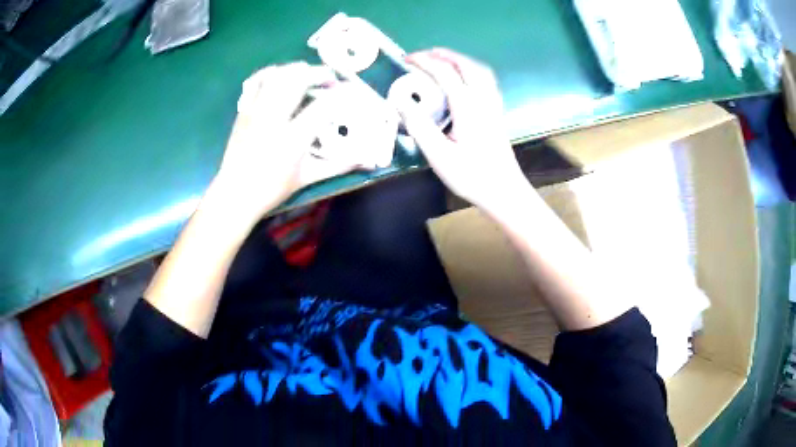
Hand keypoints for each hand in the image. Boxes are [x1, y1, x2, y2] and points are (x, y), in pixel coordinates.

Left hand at [210, 62, 359, 226]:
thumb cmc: (271, 189)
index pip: (323, 106)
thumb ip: (337, 166)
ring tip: (308, 76)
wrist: (234, 194)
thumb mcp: (306, 178)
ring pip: (277, 75)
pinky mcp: (244, 110)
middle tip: (330, 78)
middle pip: (298, 80)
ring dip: (297, 70)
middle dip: (319, 73)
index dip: (342, 95)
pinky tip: (281, 76)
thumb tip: (364, 160)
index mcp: (292, 139)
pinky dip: (271, 73)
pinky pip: (257, 81)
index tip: (352, 92)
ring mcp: (255, 111)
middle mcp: (273, 119)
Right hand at [396, 48, 528, 209]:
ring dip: (460, 60)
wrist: (503, 192)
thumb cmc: (471, 175)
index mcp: (468, 106)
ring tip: (442, 61)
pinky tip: (463, 80)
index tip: (406, 59)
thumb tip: (400, 102)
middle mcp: (483, 99)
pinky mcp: (497, 113)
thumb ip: (419, 126)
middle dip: (444, 55)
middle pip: (466, 65)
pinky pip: (486, 81)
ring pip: (480, 71)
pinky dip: (472, 71)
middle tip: (424, 55)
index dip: (424, 61)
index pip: (445, 72)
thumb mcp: (438, 155)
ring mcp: (493, 105)